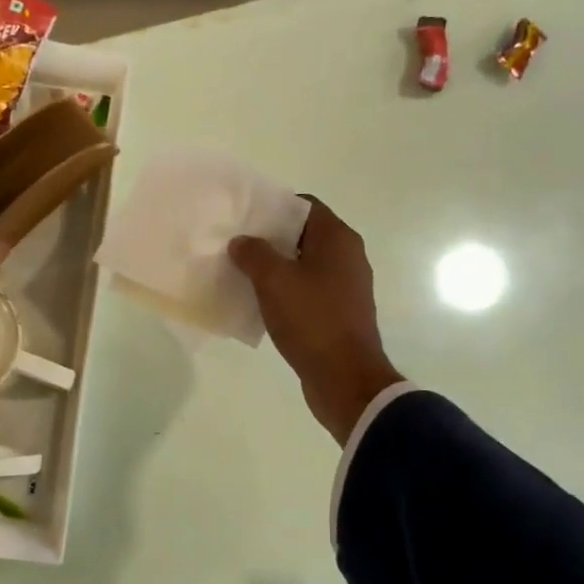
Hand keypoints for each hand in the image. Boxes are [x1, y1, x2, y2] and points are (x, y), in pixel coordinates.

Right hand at [229, 199, 402, 442]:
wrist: (344, 378)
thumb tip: (241, 241)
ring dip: (275, 268)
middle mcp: (347, 257)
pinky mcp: (338, 313)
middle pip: (303, 236)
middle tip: (236, 245)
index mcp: (338, 240)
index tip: (245, 218)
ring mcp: (345, 287)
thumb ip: (254, 254)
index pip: (305, 206)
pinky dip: (285, 292)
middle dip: (270, 239)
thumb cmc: (312, 319)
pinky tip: (260, 302)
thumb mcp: (274, 281)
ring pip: (304, 266)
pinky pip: (307, 292)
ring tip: (241, 273)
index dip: (274, 208)